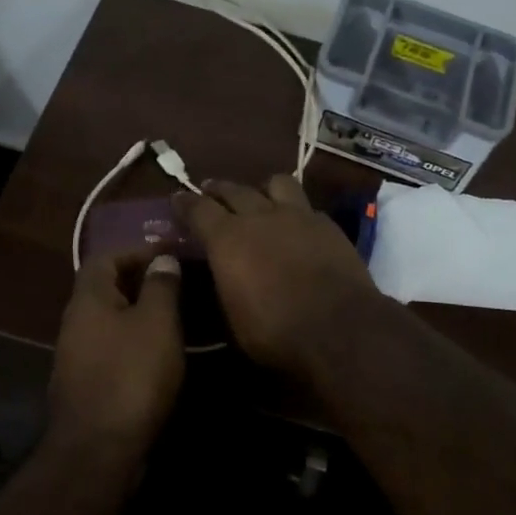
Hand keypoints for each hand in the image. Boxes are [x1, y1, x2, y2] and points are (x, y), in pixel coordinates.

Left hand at [48, 247, 185, 456]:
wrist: (99, 450)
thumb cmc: (132, 376)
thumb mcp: (157, 322)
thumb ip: (161, 285)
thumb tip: (162, 259)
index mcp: (88, 299)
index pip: (106, 256)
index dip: (138, 249)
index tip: (172, 253)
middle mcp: (76, 322)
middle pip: (107, 288)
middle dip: (142, 280)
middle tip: (180, 283)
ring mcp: (78, 356)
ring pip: (111, 320)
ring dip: (141, 313)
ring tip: (178, 315)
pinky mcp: (88, 384)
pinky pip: (113, 347)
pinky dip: (137, 340)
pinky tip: (162, 352)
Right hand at [175, 176, 382, 376]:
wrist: (338, 328)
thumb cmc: (274, 331)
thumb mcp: (231, 319)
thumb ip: (220, 286)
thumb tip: (216, 275)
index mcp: (227, 238)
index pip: (198, 209)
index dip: (185, 203)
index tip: (177, 199)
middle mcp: (260, 216)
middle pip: (234, 189)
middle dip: (218, 189)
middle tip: (210, 191)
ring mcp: (298, 215)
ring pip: (276, 183)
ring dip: (262, 189)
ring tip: (260, 198)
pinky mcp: (328, 225)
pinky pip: (306, 206)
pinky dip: (296, 211)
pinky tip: (297, 224)